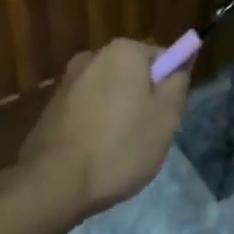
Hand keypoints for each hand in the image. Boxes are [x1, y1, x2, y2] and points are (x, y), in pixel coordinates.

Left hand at [15, 38, 189, 220]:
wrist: (54, 183)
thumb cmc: (119, 147)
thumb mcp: (166, 118)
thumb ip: (178, 82)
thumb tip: (182, 60)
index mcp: (124, 51)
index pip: (162, 59)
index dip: (168, 89)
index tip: (166, 118)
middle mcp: (94, 55)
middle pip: (133, 74)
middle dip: (142, 100)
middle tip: (147, 136)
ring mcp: (68, 80)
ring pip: (108, 93)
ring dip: (117, 114)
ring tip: (118, 151)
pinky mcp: (51, 106)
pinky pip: (86, 110)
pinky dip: (94, 125)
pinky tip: (94, 154)